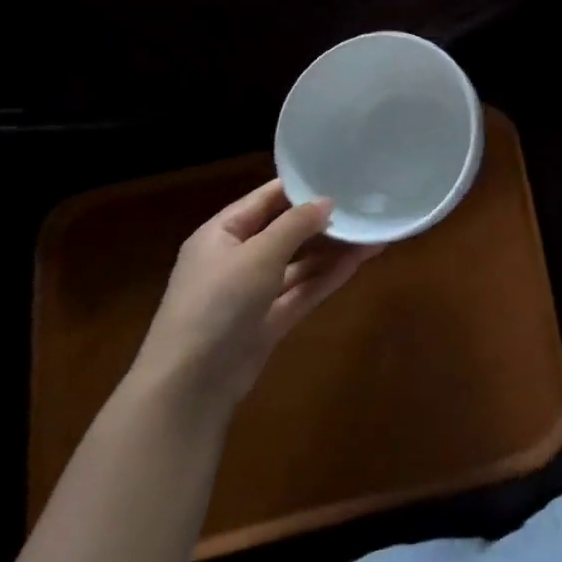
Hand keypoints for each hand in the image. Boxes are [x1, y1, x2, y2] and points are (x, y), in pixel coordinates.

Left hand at [129, 180, 380, 415]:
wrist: (189, 387)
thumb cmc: (217, 303)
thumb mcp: (257, 255)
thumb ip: (295, 224)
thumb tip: (327, 200)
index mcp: (220, 234)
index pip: (265, 199)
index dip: (300, 187)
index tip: (339, 174)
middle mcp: (236, 259)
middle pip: (285, 231)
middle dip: (323, 220)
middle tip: (364, 204)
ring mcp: (253, 293)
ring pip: (299, 263)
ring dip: (333, 249)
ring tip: (372, 231)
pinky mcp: (269, 321)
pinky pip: (303, 290)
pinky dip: (329, 276)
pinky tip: (360, 260)